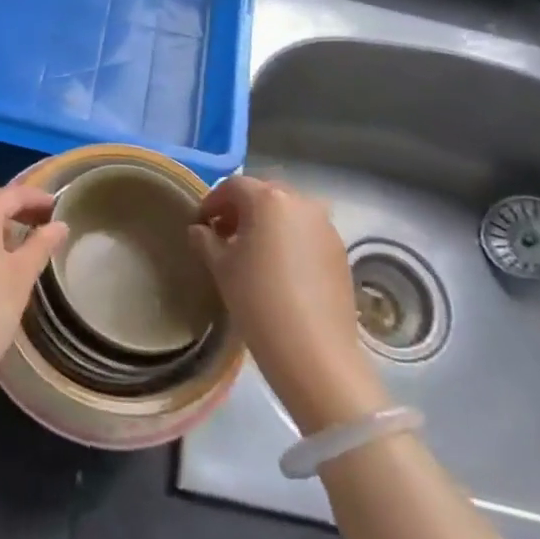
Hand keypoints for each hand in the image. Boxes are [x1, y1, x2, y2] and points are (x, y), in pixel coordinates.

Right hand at [189, 176, 387, 432]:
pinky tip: (277, 268)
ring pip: (287, 213)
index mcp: (269, 199)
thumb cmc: (257, 300)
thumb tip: (200, 230)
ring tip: (250, 253)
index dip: (212, 202)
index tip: (201, 225)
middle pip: (263, 194)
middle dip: (240, 210)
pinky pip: (306, 232)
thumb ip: (206, 240)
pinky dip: (288, 239)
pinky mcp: (339, 251)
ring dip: (266, 224)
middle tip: (223, 235)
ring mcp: (325, 226)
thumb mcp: (221, 268)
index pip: (233, 187)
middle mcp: (301, 202)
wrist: (314, 351)